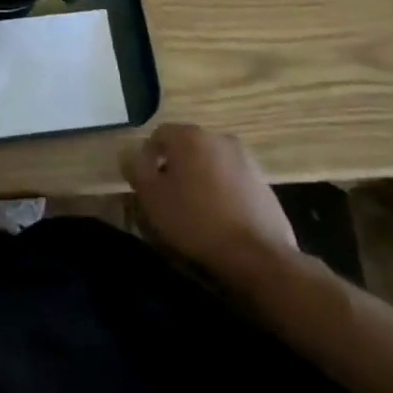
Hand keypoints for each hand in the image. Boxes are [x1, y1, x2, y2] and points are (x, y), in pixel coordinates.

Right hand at [121, 124, 298, 287]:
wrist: (258, 257)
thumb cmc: (196, 222)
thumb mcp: (152, 197)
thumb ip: (135, 169)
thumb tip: (129, 153)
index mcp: (190, 136)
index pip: (158, 135)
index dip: (147, 158)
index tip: (145, 185)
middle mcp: (219, 138)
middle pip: (186, 147)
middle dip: (174, 167)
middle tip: (167, 197)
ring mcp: (246, 160)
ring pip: (210, 163)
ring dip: (199, 179)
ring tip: (193, 210)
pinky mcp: (264, 184)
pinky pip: (232, 181)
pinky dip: (221, 193)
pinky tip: (219, 219)